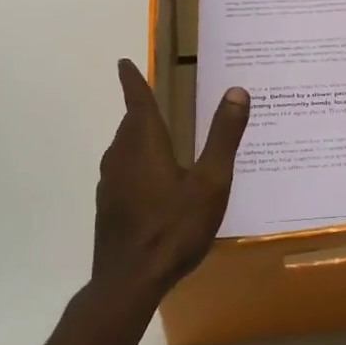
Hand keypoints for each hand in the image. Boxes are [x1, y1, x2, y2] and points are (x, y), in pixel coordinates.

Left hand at [93, 60, 250, 300]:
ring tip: (159, 138)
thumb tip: (237, 90)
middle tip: (155, 99)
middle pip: (130, 124)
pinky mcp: (108, 206)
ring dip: (138, 138)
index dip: (132, 80)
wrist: (129, 281)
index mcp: (144, 143)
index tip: (123, 63)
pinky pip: (123, 172)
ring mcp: (111, 183)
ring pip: (125, 149)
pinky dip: (137, 164)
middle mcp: (122, 156)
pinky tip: (153, 183)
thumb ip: (224, 136)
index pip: (137, 101)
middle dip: (141, 110)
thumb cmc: (173, 228)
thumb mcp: (210, 182)